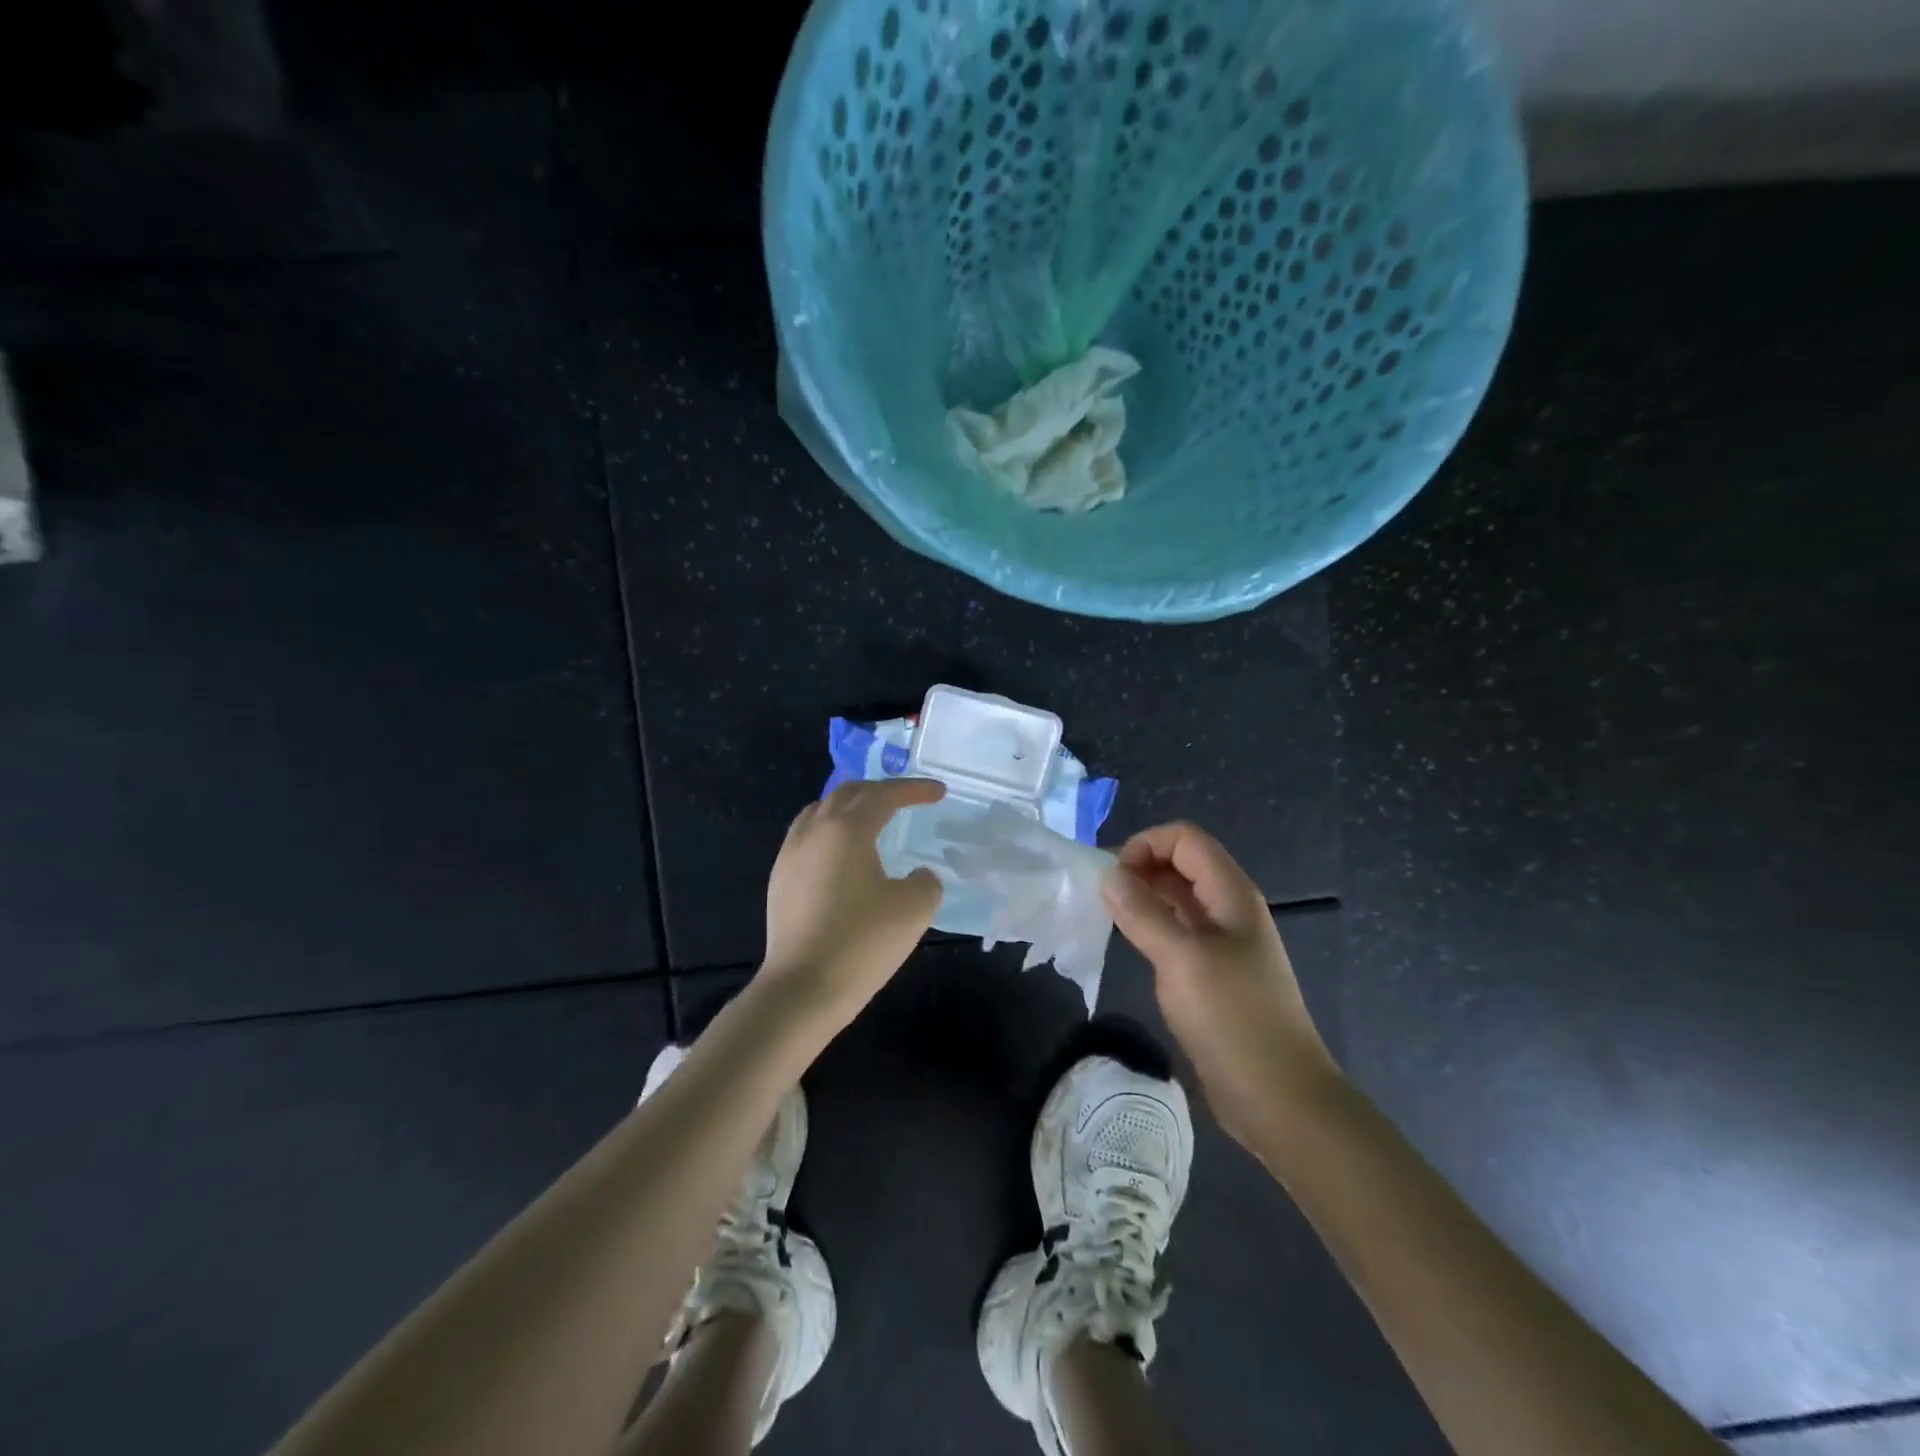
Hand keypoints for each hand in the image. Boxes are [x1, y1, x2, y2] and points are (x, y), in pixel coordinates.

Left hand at [761, 778, 947, 1021]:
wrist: (802, 988)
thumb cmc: (862, 942)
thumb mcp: (914, 909)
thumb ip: (926, 882)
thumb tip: (918, 875)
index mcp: (847, 829)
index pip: (885, 795)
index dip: (914, 789)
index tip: (939, 791)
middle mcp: (814, 831)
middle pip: (848, 793)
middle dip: (881, 790)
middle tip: (907, 799)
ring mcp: (791, 853)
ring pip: (821, 810)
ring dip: (851, 806)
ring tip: (872, 817)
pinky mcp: (780, 878)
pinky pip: (807, 835)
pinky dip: (831, 829)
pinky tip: (842, 852)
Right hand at [1102, 821, 1340, 1144]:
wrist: (1280, 1098)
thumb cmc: (1233, 1019)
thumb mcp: (1182, 959)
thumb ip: (1142, 912)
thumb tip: (1108, 874)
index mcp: (1231, 894)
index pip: (1185, 838)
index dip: (1146, 844)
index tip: (1111, 877)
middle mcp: (1229, 909)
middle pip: (1182, 863)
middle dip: (1140, 868)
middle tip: (1103, 897)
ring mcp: (1224, 942)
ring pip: (1178, 898)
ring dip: (1144, 897)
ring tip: (1109, 916)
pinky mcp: (1214, 973)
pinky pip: (1178, 931)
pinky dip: (1152, 926)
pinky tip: (1132, 944)